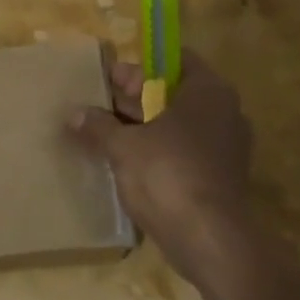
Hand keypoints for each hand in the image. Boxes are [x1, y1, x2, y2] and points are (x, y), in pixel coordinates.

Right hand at [69, 51, 259, 294]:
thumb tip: (74, 114)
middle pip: (174, 93)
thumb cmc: (167, 174)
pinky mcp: (219, 176)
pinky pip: (183, 151)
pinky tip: (125, 162)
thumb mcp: (123, 146)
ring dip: (143, 127)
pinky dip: (157, 151)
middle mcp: (224, 112)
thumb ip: (98, 126)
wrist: (209, 239)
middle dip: (136, 99)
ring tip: (104, 133)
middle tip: (99, 106)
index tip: (108, 79)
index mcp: (208, 91)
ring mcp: (225, 146)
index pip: (175, 61)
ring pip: (177, 125)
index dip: (140, 67)